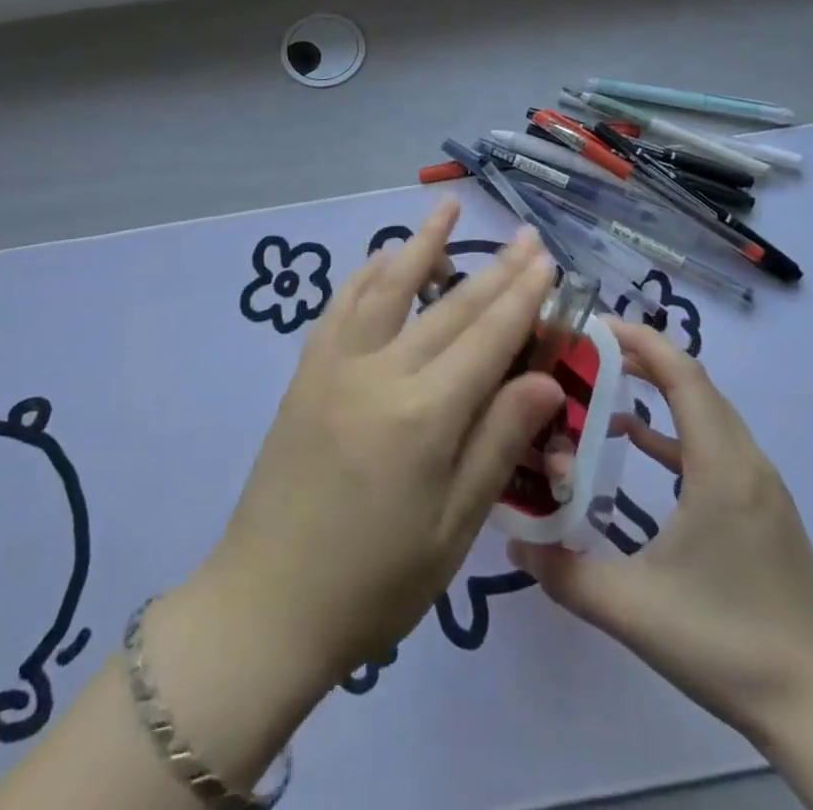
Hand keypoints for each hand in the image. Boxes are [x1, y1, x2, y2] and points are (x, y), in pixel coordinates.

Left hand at [194, 199, 563, 690]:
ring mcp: (335, 364)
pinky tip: (383, 257)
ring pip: (387, 286)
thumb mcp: (454, 529)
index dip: (522, 296)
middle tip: (525, 235)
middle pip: (448, 307)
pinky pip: (341, 305)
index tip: (546, 259)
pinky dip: (367, 273)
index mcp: (424, 415)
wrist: (267, 603)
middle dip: (494, 268)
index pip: (487, 338)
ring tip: (447, 209)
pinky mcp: (307, 371)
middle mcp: (379, 371)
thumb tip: (544, 379)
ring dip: (421, 244)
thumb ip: (498, 444)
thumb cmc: (375, 583)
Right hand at [509, 318, 812, 743]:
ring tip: (600, 385)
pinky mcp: (762, 507)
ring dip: (657, 390)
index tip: (591, 326)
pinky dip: (672, 429)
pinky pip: (713, 443)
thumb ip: (565, 572)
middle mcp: (746, 461)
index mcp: (721, 468)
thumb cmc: (728, 645)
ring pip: (705, 411)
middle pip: (693, 382)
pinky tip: (635, 442)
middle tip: (583, 351)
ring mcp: (759, 484)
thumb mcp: (634, 609)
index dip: (639, 341)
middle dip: (639, 356)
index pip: (683, 375)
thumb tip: (512, 541)